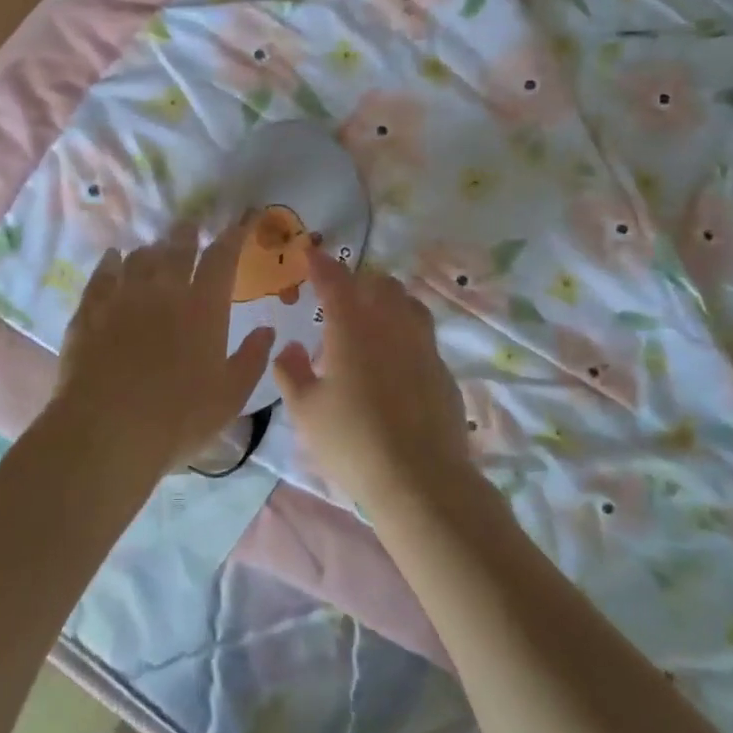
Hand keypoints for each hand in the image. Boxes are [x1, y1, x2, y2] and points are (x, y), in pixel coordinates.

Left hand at [52, 222, 274, 473]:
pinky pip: (102, 274)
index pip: (222, 258)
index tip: (241, 221)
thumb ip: (252, 359)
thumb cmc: (179, 418)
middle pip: (177, 247)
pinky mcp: (89, 311)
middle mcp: (163, 290)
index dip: (234, 235)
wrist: (107, 432)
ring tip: (155, 250)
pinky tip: (114, 259)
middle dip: (188, 233)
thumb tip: (267, 330)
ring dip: (152, 249)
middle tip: (191, 227)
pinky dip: (112, 262)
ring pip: (139, 257)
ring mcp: (122, 297)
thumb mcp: (230, 396)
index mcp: (203, 307)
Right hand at [272, 250, 471, 498]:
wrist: (420, 479)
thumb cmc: (352, 441)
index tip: (311, 253)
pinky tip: (396, 361)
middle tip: (342, 296)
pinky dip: (406, 334)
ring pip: (410, 304)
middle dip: (360, 281)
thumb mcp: (306, 411)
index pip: (336, 281)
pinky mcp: (443, 371)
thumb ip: (292, 373)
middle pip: (381, 285)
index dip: (322, 264)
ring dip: (389, 301)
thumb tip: (289, 348)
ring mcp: (424, 347)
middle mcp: (392, 327)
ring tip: (373, 320)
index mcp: (353, 329)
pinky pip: (424, 337)